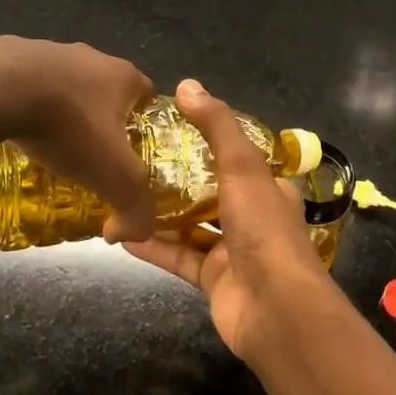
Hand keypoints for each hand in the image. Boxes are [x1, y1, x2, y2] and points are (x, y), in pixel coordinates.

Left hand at [0, 37, 156, 241]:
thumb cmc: (68, 126)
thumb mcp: (115, 177)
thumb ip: (136, 209)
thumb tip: (132, 233)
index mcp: (122, 75)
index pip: (147, 97)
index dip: (145, 125)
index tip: (134, 153)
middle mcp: (89, 57)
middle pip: (103, 92)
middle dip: (100, 122)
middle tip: (91, 157)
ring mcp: (46, 52)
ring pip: (61, 88)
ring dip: (58, 116)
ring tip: (47, 150)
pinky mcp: (6, 57)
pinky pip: (20, 90)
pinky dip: (19, 112)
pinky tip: (7, 140)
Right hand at [124, 79, 332, 357]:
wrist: (276, 310)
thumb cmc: (263, 230)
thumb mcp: (242, 167)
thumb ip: (216, 127)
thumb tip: (187, 84)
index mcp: (266, 188)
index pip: (233, 159)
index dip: (203, 144)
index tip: (165, 131)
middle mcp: (252, 217)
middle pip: (208, 193)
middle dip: (174, 181)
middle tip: (132, 164)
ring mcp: (232, 252)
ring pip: (190, 227)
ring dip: (158, 215)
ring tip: (119, 196)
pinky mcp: (213, 280)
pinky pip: (178, 258)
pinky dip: (153, 247)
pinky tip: (120, 235)